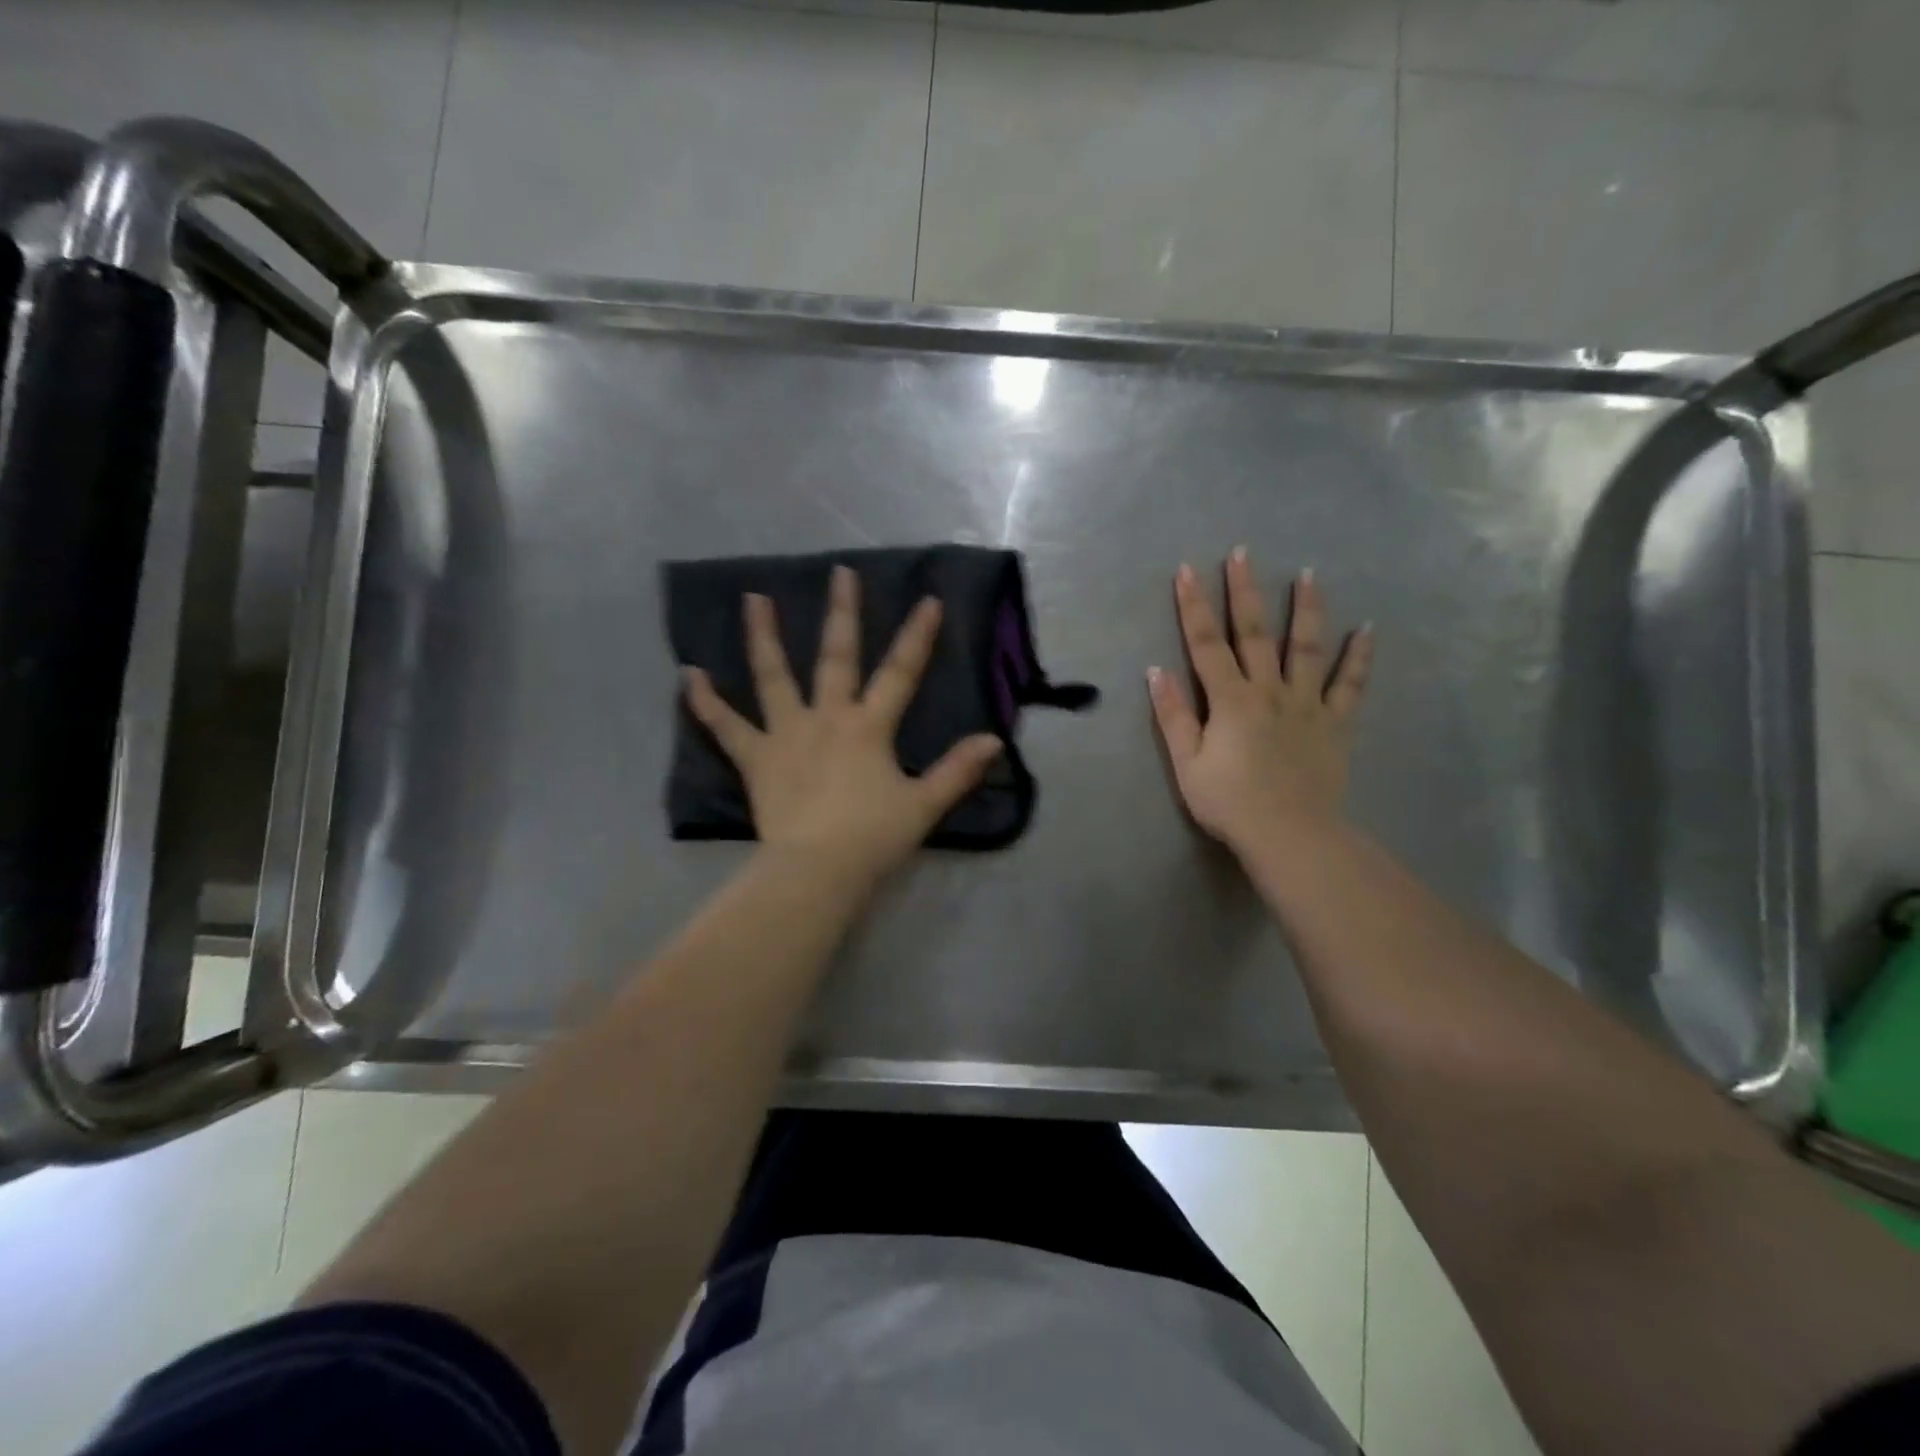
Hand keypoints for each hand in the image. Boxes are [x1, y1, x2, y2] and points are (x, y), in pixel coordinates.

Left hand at [683, 565, 1003, 886]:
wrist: (817, 870)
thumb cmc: (873, 838)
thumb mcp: (924, 805)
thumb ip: (957, 771)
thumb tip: (994, 740)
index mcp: (868, 727)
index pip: (900, 673)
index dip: (917, 637)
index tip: (929, 600)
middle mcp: (827, 718)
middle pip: (836, 657)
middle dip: (842, 613)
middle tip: (839, 572)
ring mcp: (786, 734)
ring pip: (773, 677)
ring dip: (764, 637)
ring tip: (753, 598)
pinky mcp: (756, 759)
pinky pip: (726, 727)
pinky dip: (706, 702)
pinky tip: (689, 674)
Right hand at [1147, 549, 1372, 858]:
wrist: (1289, 834)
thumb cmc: (1229, 802)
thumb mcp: (1186, 763)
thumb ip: (1173, 715)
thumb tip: (1156, 670)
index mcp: (1230, 699)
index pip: (1205, 644)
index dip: (1193, 606)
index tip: (1187, 571)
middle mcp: (1269, 690)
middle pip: (1254, 633)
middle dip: (1244, 591)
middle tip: (1243, 553)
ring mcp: (1306, 704)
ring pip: (1306, 647)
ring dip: (1306, 609)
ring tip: (1309, 575)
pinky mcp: (1335, 723)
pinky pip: (1350, 685)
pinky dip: (1358, 657)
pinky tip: (1368, 630)